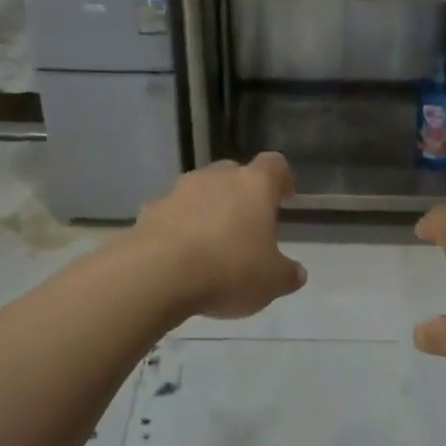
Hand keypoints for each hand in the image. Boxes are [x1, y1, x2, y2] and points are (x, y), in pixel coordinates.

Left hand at [133, 153, 306, 319]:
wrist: (156, 275)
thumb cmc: (228, 270)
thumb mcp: (271, 281)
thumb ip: (287, 274)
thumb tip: (296, 273)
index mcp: (253, 185)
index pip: (274, 165)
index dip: (281, 179)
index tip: (284, 199)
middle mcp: (216, 178)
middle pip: (233, 173)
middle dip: (240, 194)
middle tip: (246, 223)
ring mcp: (178, 191)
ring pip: (199, 191)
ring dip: (207, 209)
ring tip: (210, 244)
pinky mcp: (149, 212)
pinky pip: (171, 214)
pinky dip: (178, 228)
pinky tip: (180, 257)